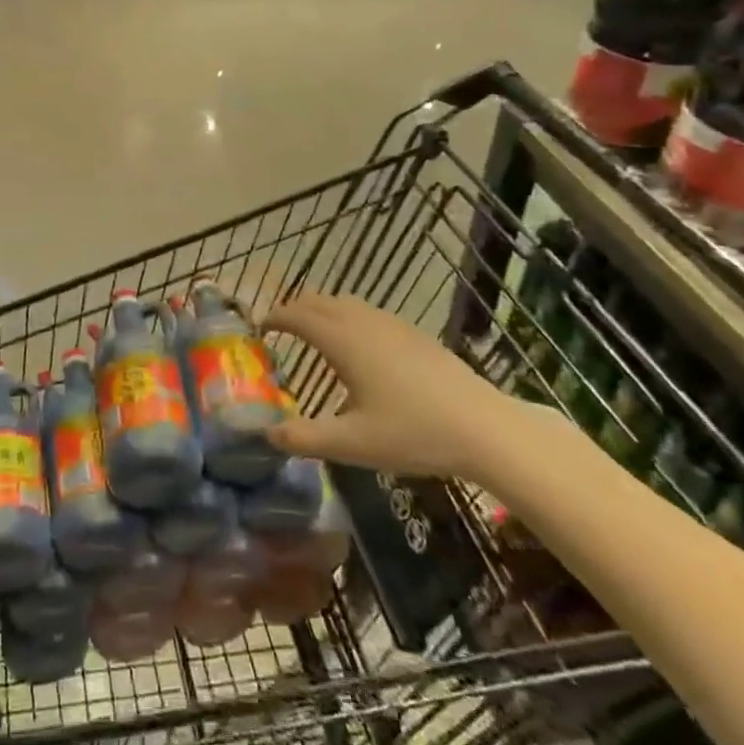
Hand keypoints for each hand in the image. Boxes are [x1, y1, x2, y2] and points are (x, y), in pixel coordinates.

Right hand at [263, 294, 532, 480]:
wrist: (484, 427)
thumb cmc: (413, 433)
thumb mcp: (352, 443)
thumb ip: (304, 438)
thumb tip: (266, 435)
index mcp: (342, 340)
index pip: (297, 316)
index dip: (274, 317)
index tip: (259, 327)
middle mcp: (363, 322)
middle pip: (318, 301)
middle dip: (294, 309)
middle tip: (280, 328)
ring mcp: (392, 324)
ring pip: (345, 303)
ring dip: (321, 310)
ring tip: (313, 333)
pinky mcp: (414, 333)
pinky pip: (367, 312)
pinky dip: (347, 317)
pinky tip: (358, 347)